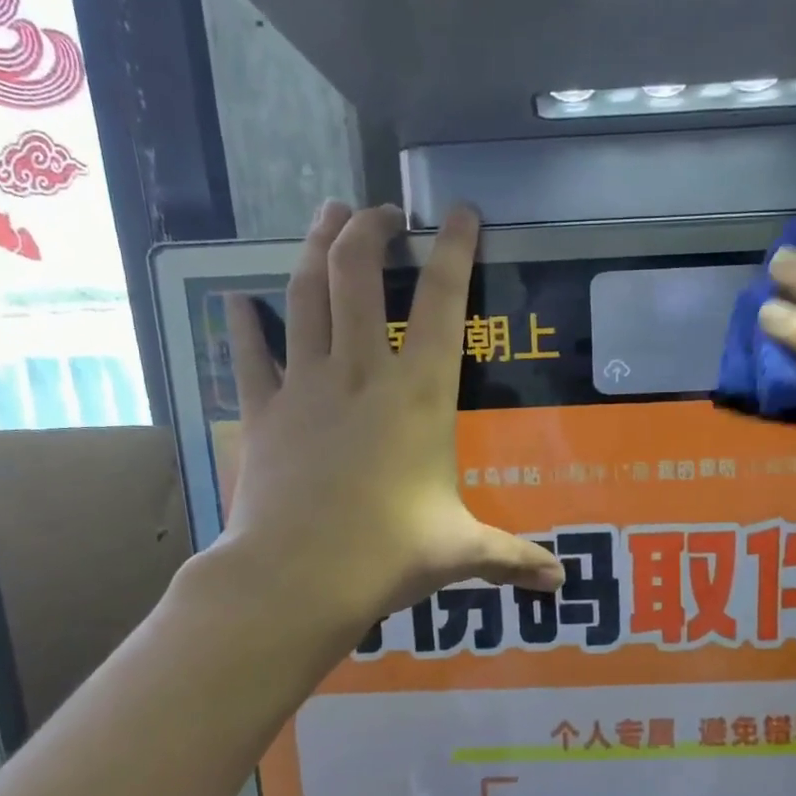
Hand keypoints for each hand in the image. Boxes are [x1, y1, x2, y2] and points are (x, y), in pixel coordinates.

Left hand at [220, 203, 562, 625]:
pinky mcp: (263, 412)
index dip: (453, 248)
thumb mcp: (462, 551)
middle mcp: (361, 372)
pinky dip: (243, 325)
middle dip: (370, 229)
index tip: (458, 212)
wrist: (298, 578)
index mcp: (418, 395)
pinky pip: (249, 355)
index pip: (441, 302)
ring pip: (305, 294)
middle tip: (381, 211)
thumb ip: (513, 558)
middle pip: (358, 274)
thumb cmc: (389, 554)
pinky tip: (236, 301)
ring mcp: (306, 386)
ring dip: (316, 247)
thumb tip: (559, 584)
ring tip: (326, 215)